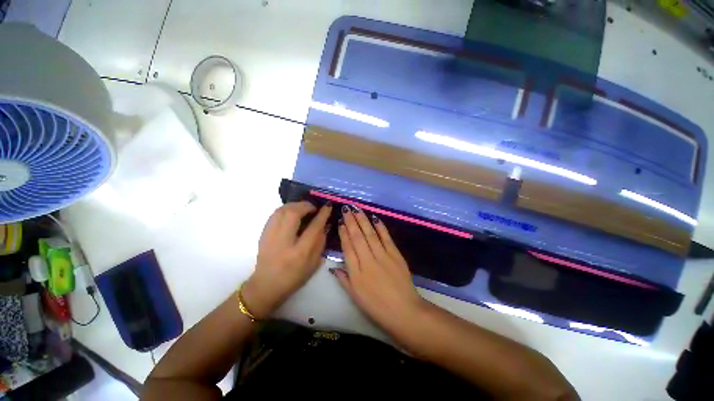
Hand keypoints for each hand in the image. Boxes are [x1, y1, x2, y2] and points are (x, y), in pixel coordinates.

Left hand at [242, 201, 331, 317]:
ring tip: (304, 208)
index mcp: (299, 253)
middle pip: (293, 213)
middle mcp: (283, 241)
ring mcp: (270, 236)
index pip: (313, 227)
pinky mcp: (263, 233)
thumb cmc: (294, 277)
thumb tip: (324, 224)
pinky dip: (286, 209)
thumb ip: (320, 242)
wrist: (266, 285)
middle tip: (314, 207)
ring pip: (282, 210)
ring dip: (295, 205)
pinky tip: (292, 212)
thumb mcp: (314, 264)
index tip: (328, 206)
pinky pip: (275, 214)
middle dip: (306, 205)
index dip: (322, 214)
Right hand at [332, 205, 424, 333]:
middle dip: (351, 221)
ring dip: (363, 220)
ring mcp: (383, 256)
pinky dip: (380, 227)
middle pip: (358, 237)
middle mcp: (368, 261)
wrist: (404, 311)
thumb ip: (344, 280)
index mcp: (356, 273)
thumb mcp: (356, 297)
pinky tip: (375, 218)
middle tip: (346, 208)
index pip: (347, 248)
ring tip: (357, 209)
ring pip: (370, 234)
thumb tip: (333, 267)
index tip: (340, 221)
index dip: (343, 233)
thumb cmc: (377, 307)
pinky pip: (386, 238)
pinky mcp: (396, 255)